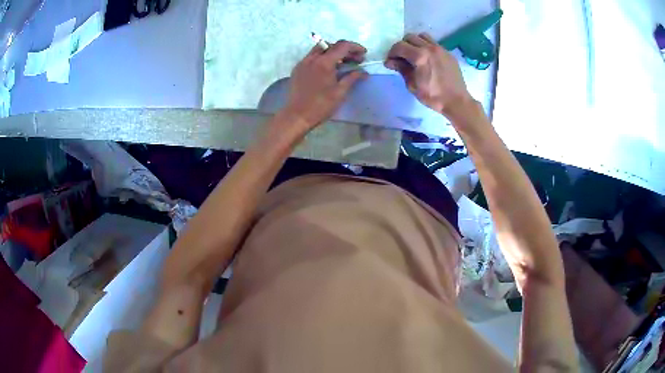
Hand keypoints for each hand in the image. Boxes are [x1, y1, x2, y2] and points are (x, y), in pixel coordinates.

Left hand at [282, 40, 367, 131]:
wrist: (297, 115)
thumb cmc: (321, 105)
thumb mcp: (340, 92)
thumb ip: (352, 78)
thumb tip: (363, 72)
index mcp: (324, 62)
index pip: (343, 46)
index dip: (355, 47)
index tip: (363, 53)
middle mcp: (312, 58)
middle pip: (332, 45)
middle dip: (345, 50)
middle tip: (355, 60)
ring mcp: (303, 62)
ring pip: (320, 49)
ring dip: (333, 52)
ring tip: (342, 63)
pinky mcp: (298, 68)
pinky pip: (312, 56)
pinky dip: (323, 57)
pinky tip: (328, 68)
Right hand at [385, 33, 473, 117]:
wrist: (457, 101)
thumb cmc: (433, 96)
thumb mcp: (412, 85)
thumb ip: (402, 69)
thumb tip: (390, 62)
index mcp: (420, 56)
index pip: (399, 46)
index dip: (391, 53)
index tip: (390, 61)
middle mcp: (430, 48)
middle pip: (410, 37)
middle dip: (402, 46)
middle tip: (401, 58)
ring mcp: (441, 49)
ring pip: (422, 36)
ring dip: (415, 43)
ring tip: (414, 54)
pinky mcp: (448, 53)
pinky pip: (434, 43)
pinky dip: (426, 47)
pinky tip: (427, 59)